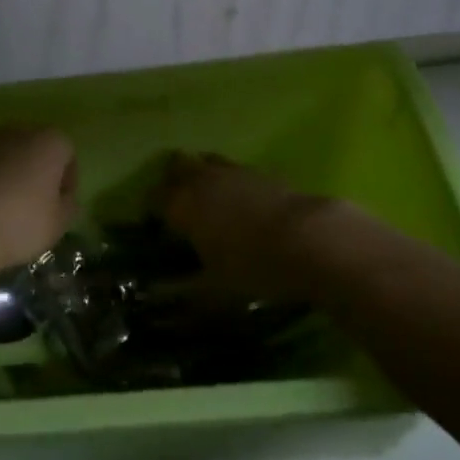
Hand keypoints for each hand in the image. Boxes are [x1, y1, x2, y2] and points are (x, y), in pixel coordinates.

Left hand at [0, 127, 78, 277]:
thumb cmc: (19, 223)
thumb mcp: (58, 225)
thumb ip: (69, 206)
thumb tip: (66, 199)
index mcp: (50, 141)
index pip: (68, 154)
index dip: (67, 180)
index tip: (59, 205)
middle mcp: (20, 129)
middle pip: (35, 147)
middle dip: (37, 170)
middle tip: (32, 203)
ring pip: (6, 151)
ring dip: (9, 170)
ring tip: (3, 203)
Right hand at [157, 153, 346, 301]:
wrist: (311, 240)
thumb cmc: (254, 267)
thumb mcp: (215, 291)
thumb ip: (187, 292)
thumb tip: (167, 298)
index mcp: (182, 203)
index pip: (152, 197)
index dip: (149, 210)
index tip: (152, 227)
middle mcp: (203, 178)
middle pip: (177, 165)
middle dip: (172, 181)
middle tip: (177, 205)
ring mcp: (234, 170)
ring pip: (207, 161)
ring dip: (202, 175)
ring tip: (211, 202)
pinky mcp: (263, 171)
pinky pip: (236, 170)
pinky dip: (232, 182)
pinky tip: (243, 205)